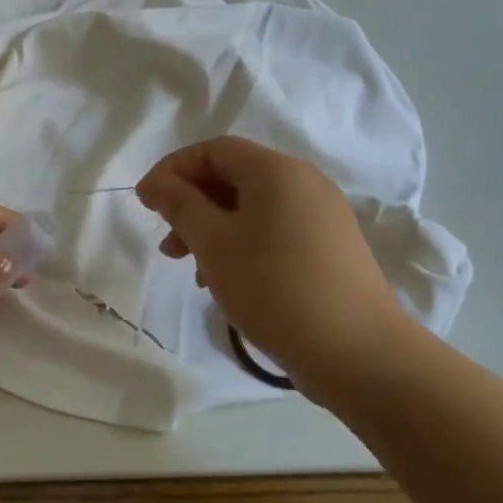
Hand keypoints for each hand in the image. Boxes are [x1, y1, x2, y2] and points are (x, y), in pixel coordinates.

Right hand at [135, 137, 408, 399]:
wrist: (358, 353)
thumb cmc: (274, 287)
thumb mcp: (214, 243)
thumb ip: (180, 205)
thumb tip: (158, 184)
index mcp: (277, 171)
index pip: (214, 150)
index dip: (172, 170)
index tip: (144, 202)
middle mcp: (304, 183)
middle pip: (234, 177)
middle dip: (191, 204)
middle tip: (167, 242)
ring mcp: (322, 217)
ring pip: (252, 208)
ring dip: (213, 229)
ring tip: (192, 269)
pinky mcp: (330, 249)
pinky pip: (274, 232)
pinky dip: (242, 245)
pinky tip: (227, 281)